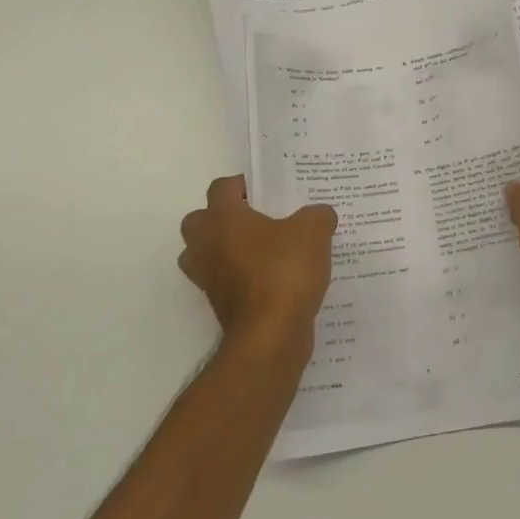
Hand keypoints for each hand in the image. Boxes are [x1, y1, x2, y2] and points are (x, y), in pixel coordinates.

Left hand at [179, 177, 336, 352]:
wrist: (270, 334)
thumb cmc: (284, 271)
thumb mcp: (314, 232)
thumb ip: (317, 215)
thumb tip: (319, 214)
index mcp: (223, 218)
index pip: (221, 188)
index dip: (243, 184)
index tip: (267, 190)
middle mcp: (206, 245)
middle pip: (200, 221)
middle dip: (223, 217)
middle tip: (257, 219)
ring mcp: (208, 278)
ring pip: (204, 254)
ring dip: (224, 249)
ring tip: (260, 250)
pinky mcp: (218, 305)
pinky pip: (222, 281)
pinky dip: (238, 277)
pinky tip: (271, 278)